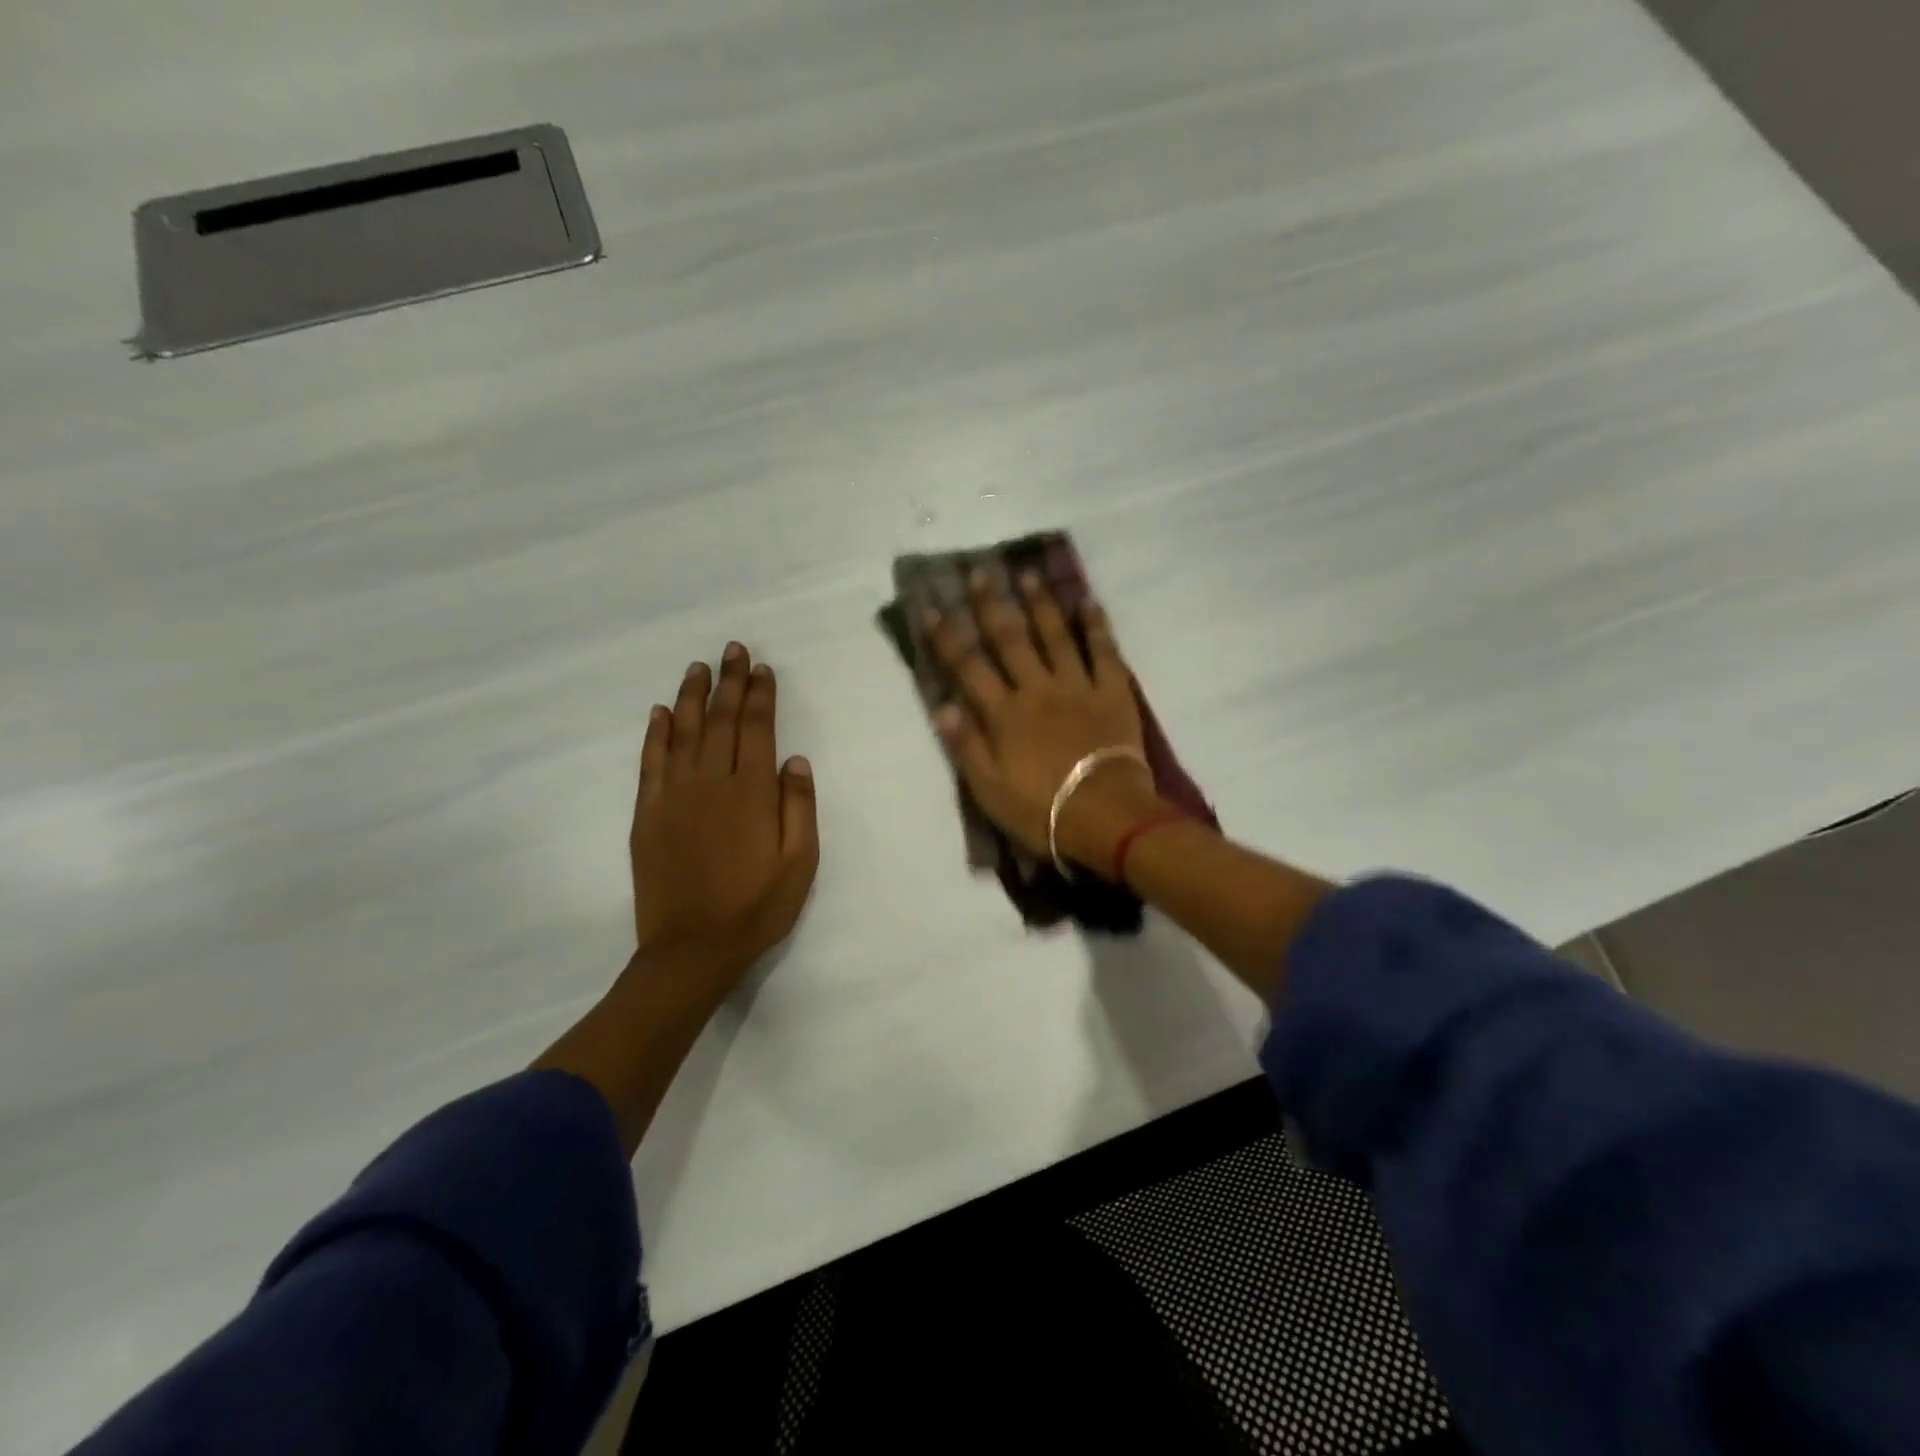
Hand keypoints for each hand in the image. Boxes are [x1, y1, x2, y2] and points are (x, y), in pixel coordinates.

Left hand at [630, 643, 819, 995]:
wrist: (692, 949)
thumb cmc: (756, 908)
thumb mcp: (800, 864)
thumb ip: (800, 808)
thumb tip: (795, 759)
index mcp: (752, 794)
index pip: (757, 729)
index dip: (759, 696)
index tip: (761, 668)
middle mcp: (711, 783)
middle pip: (720, 721)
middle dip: (728, 682)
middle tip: (732, 649)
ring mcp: (673, 797)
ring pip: (682, 733)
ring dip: (691, 697)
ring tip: (697, 668)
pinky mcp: (647, 815)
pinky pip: (650, 763)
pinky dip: (654, 735)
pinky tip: (658, 713)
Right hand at [926, 570, 1162, 873]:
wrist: (1106, 818)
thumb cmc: (1041, 810)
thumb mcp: (989, 790)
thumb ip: (965, 746)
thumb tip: (941, 705)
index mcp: (1004, 714)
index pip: (968, 667)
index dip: (947, 637)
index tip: (932, 607)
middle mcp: (1037, 689)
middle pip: (1010, 640)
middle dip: (992, 605)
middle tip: (981, 572)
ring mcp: (1077, 686)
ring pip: (1054, 635)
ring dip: (1040, 603)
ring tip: (1028, 574)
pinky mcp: (1112, 692)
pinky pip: (1103, 651)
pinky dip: (1095, 625)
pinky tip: (1088, 601)